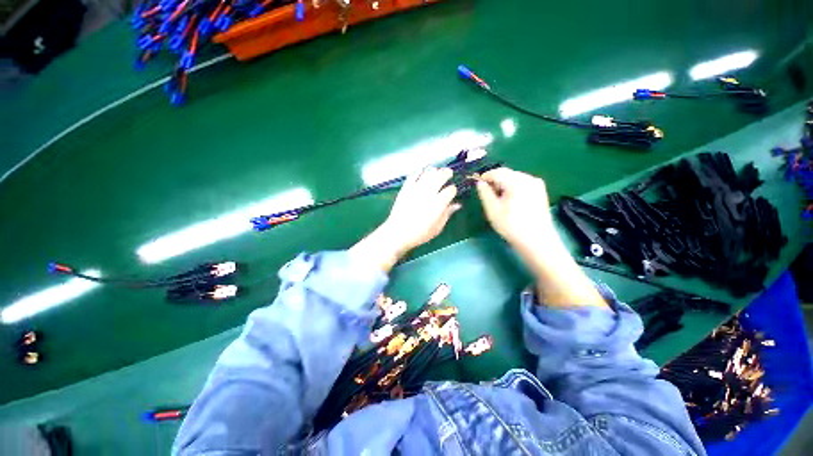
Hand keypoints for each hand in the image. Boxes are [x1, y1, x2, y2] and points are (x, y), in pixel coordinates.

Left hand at [351, 167, 460, 271]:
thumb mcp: (437, 228)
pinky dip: (419, 172)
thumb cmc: (419, 234)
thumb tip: (457, 205)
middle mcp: (428, 193)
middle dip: (447, 173)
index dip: (453, 190)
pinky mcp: (406, 188)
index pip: (450, 190)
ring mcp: (416, 189)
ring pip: (428, 172)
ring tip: (436, 172)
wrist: (398, 233)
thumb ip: (447, 214)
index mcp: (438, 204)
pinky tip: (422, 173)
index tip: (452, 192)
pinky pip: (414, 175)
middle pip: (441, 176)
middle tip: (448, 173)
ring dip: (434, 170)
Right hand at [476, 167, 606, 307]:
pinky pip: (522, 184)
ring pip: (514, 178)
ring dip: (503, 185)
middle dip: (495, 181)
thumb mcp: (493, 210)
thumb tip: (479, 183)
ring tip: (498, 199)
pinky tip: (510, 201)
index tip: (477, 184)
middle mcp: (529, 178)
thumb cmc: (512, 226)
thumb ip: (484, 193)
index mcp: (517, 182)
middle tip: (486, 194)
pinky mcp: (540, 191)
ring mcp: (536, 184)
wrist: (537, 241)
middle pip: (507, 174)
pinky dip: (512, 188)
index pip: (497, 172)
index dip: (485, 176)